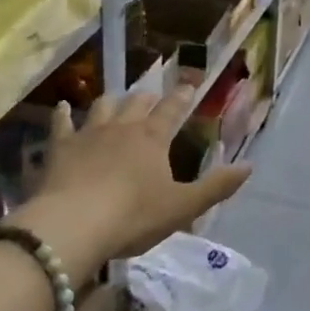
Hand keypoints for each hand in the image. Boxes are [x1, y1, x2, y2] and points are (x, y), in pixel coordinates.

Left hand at [25, 87, 250, 276]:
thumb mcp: (182, 207)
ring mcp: (88, 133)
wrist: (74, 224)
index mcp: (152, 138)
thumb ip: (216, 187)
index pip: (171, 110)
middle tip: (152, 97)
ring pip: (102, 106)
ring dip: (112, 101)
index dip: (181, 97)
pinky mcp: (60, 147)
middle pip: (136, 103)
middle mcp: (122, 127)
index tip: (188, 86)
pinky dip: (63, 114)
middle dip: (147, 98)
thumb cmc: (133, 217)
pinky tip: (62, 107)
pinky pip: (62, 123)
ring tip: (115, 100)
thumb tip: (248, 166)